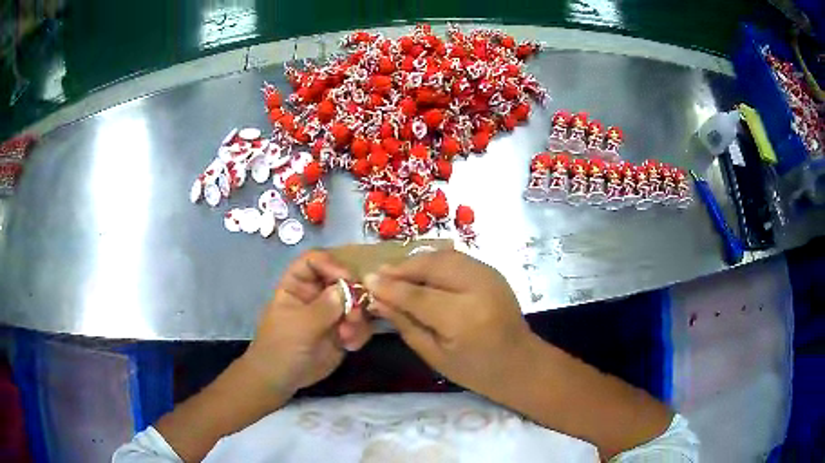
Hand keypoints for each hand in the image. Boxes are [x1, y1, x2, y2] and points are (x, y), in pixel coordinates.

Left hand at [244, 250, 372, 393]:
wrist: (281, 379)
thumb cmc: (281, 347)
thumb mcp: (299, 326)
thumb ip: (324, 307)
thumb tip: (348, 288)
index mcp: (298, 284)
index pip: (315, 260)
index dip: (331, 264)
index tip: (348, 279)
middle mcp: (317, 293)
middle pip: (342, 278)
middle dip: (353, 294)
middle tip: (354, 313)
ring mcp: (331, 312)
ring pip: (356, 302)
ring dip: (358, 317)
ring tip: (349, 335)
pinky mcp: (343, 330)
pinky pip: (360, 323)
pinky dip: (360, 333)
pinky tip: (350, 346)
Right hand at [364, 250, 537, 398]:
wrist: (520, 363)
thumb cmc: (475, 370)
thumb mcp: (434, 355)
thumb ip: (405, 324)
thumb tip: (377, 299)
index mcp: (463, 318)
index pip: (418, 295)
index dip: (389, 286)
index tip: (366, 280)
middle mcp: (478, 288)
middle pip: (432, 265)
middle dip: (402, 267)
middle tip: (379, 274)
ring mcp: (489, 275)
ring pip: (444, 256)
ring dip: (417, 261)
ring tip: (396, 272)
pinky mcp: (492, 271)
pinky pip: (456, 258)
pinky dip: (434, 261)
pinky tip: (421, 273)